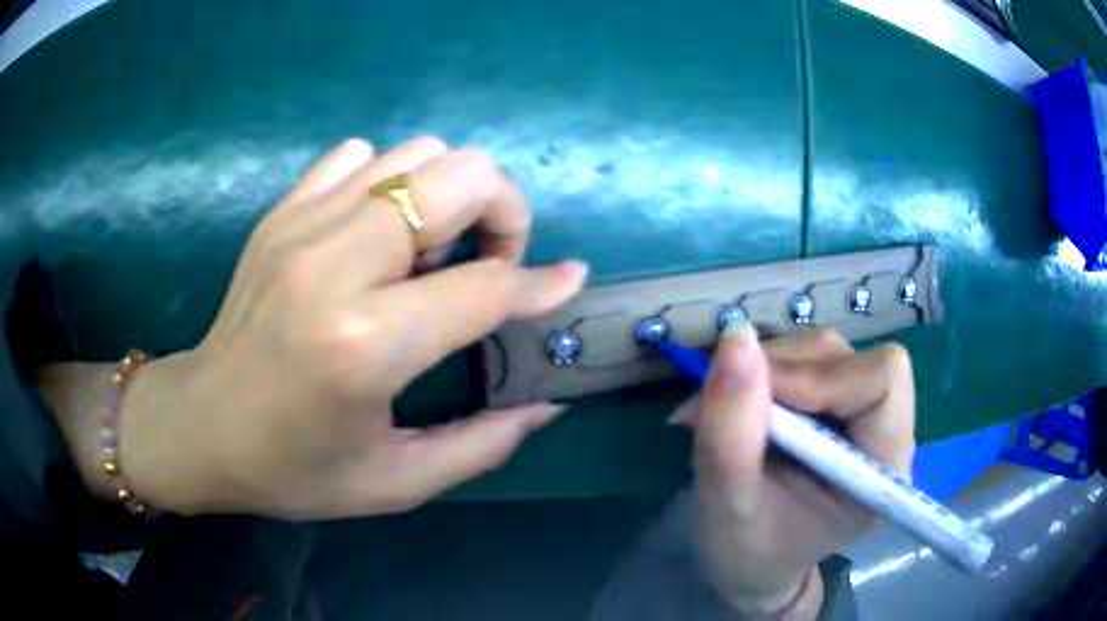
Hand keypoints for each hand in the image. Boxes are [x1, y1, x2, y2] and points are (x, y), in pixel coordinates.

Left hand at [47, 137, 586, 518]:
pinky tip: (375, 235)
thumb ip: (483, 444)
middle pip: (460, 176)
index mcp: (365, 344)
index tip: (566, 284)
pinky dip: (388, 183)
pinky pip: (359, 156)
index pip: (487, 287)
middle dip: (503, 212)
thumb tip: (546, 406)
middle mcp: (335, 265)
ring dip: (446, 196)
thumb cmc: (294, 469)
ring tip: (428, 256)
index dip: (541, 286)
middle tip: (489, 264)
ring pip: (417, 153)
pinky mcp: (281, 212)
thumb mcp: (396, 483)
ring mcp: (302, 225)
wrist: (202, 427)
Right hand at [674, 323, 914, 618]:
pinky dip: (764, 373)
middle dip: (781, 372)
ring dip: (766, 370)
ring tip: (724, 412)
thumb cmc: (748, 554)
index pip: (881, 380)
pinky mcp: (838, 402)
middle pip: (846, 357)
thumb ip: (730, 429)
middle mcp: (886, 428)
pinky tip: (741, 409)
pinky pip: (804, 360)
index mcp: (883, 466)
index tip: (755, 403)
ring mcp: (862, 411)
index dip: (819, 377)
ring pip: (821, 351)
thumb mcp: (727, 505)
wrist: (754, 567)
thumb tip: (736, 335)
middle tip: (722, 405)